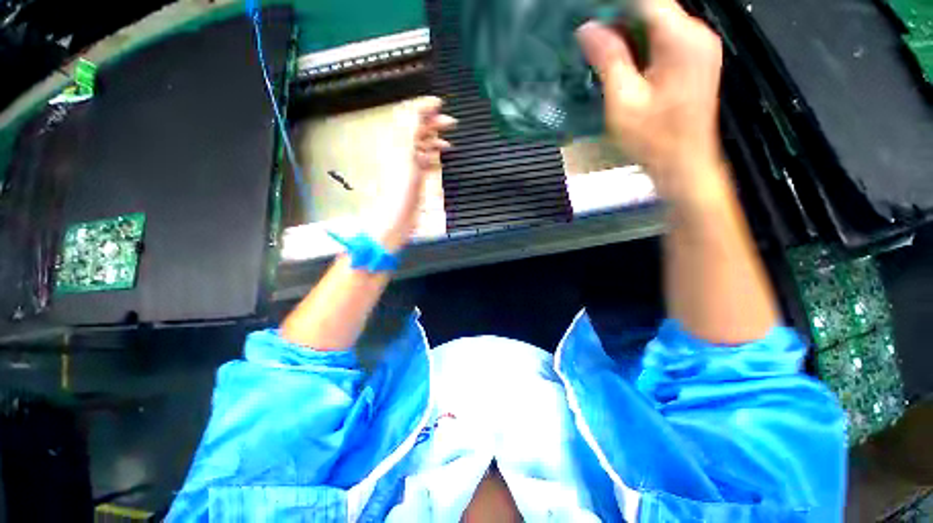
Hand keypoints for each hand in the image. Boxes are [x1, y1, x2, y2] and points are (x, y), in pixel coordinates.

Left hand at [370, 97, 455, 251]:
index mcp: (396, 141)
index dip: (423, 107)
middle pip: (417, 130)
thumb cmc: (400, 187)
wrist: (398, 215)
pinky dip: (433, 157)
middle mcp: (401, 150)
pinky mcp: (415, 178)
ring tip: (448, 140)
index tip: (439, 103)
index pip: (409, 116)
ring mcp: (408, 165)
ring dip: (435, 140)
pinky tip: (440, 158)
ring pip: (422, 146)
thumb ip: (411, 128)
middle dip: (433, 123)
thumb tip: (419, 107)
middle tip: (450, 121)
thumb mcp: (405, 152)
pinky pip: (424, 162)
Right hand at [576, 0, 723, 198]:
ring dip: (627, 32)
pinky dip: (640, 44)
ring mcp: (699, 46)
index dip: (613, 4)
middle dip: (618, 18)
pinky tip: (621, 61)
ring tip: (599, 49)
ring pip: (658, 22)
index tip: (587, 15)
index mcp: (681, 39)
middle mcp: (697, 34)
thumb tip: (588, 29)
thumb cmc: (653, 139)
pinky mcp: (695, 59)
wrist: (683, 163)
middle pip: (653, 8)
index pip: (645, 0)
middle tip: (588, 37)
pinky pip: (665, 38)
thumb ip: (608, 60)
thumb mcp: (624, 100)